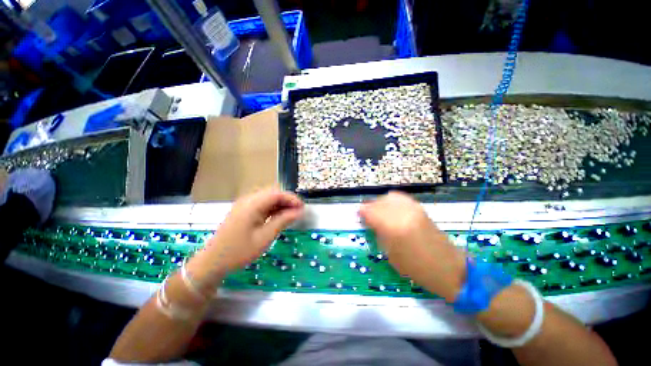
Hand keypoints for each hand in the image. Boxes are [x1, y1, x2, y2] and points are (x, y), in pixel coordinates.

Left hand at [189, 189, 303, 284]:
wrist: (213, 263)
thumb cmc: (239, 251)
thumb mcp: (264, 237)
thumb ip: (283, 221)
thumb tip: (299, 211)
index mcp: (252, 204)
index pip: (277, 193)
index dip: (292, 199)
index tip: (303, 208)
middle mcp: (248, 200)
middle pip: (273, 193)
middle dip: (288, 201)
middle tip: (298, 212)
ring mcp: (245, 205)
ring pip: (268, 199)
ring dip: (281, 205)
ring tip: (292, 215)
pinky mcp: (244, 211)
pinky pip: (262, 205)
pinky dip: (273, 209)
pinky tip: (279, 217)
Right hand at [359, 191, 466, 301]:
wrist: (448, 269)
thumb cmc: (416, 269)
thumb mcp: (390, 254)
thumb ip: (379, 233)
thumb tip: (370, 221)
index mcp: (393, 228)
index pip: (370, 211)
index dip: (362, 212)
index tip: (359, 215)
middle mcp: (402, 213)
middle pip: (378, 202)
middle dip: (370, 207)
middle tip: (367, 216)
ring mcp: (413, 209)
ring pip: (389, 197)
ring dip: (380, 203)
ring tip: (379, 212)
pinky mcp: (420, 208)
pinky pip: (400, 198)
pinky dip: (391, 201)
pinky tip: (391, 209)